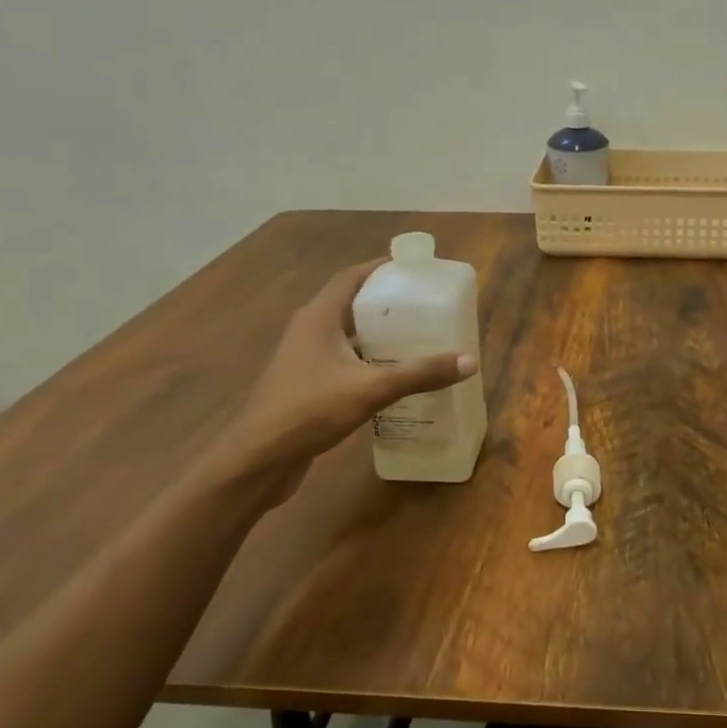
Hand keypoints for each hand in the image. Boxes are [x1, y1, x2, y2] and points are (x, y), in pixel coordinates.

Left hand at [212, 259, 474, 485]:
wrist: (257, 459)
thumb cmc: (309, 410)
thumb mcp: (371, 389)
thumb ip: (419, 374)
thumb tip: (469, 361)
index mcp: (319, 316)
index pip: (352, 276)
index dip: (381, 268)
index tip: (414, 269)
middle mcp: (309, 329)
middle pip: (352, 303)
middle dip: (388, 302)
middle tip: (426, 305)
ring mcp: (304, 357)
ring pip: (348, 334)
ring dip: (379, 333)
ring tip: (418, 337)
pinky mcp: (306, 383)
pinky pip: (343, 359)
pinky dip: (368, 360)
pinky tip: (394, 375)